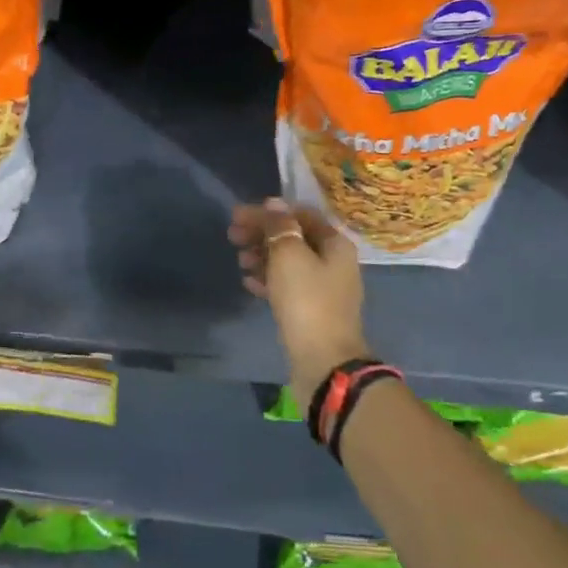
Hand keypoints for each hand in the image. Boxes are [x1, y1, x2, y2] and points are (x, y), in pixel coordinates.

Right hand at [229, 199, 368, 399]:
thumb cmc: (307, 301)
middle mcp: (334, 262)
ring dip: (262, 256)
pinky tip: (248, 282)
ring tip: (239, 260)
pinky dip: (268, 279)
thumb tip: (273, 204)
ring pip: (289, 262)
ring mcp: (324, 289)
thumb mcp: (289, 255)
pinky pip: (287, 286)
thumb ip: (280, 225)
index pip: (299, 214)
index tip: (238, 215)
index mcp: (335, 243)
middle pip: (293, 237)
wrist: (323, 363)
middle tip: (232, 236)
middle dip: (262, 234)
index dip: (268, 211)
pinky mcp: (312, 311)